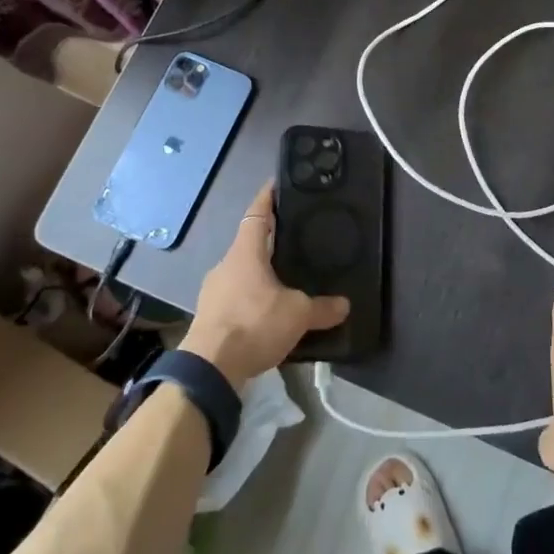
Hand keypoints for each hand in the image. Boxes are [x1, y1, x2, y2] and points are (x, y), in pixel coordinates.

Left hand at [181, 183, 348, 388]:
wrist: (209, 368)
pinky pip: (236, 296)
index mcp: (245, 252)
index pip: (257, 213)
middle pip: (249, 243)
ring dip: (260, 272)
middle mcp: (226, 264)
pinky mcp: (209, 316)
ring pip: (242, 271)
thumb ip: (322, 308)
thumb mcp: (297, 315)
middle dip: (269, 240)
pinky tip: (267, 311)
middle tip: (294, 237)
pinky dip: (252, 297)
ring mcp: (213, 291)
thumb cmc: (253, 324)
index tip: (276, 184)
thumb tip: (344, 305)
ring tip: (285, 278)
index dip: (268, 197)